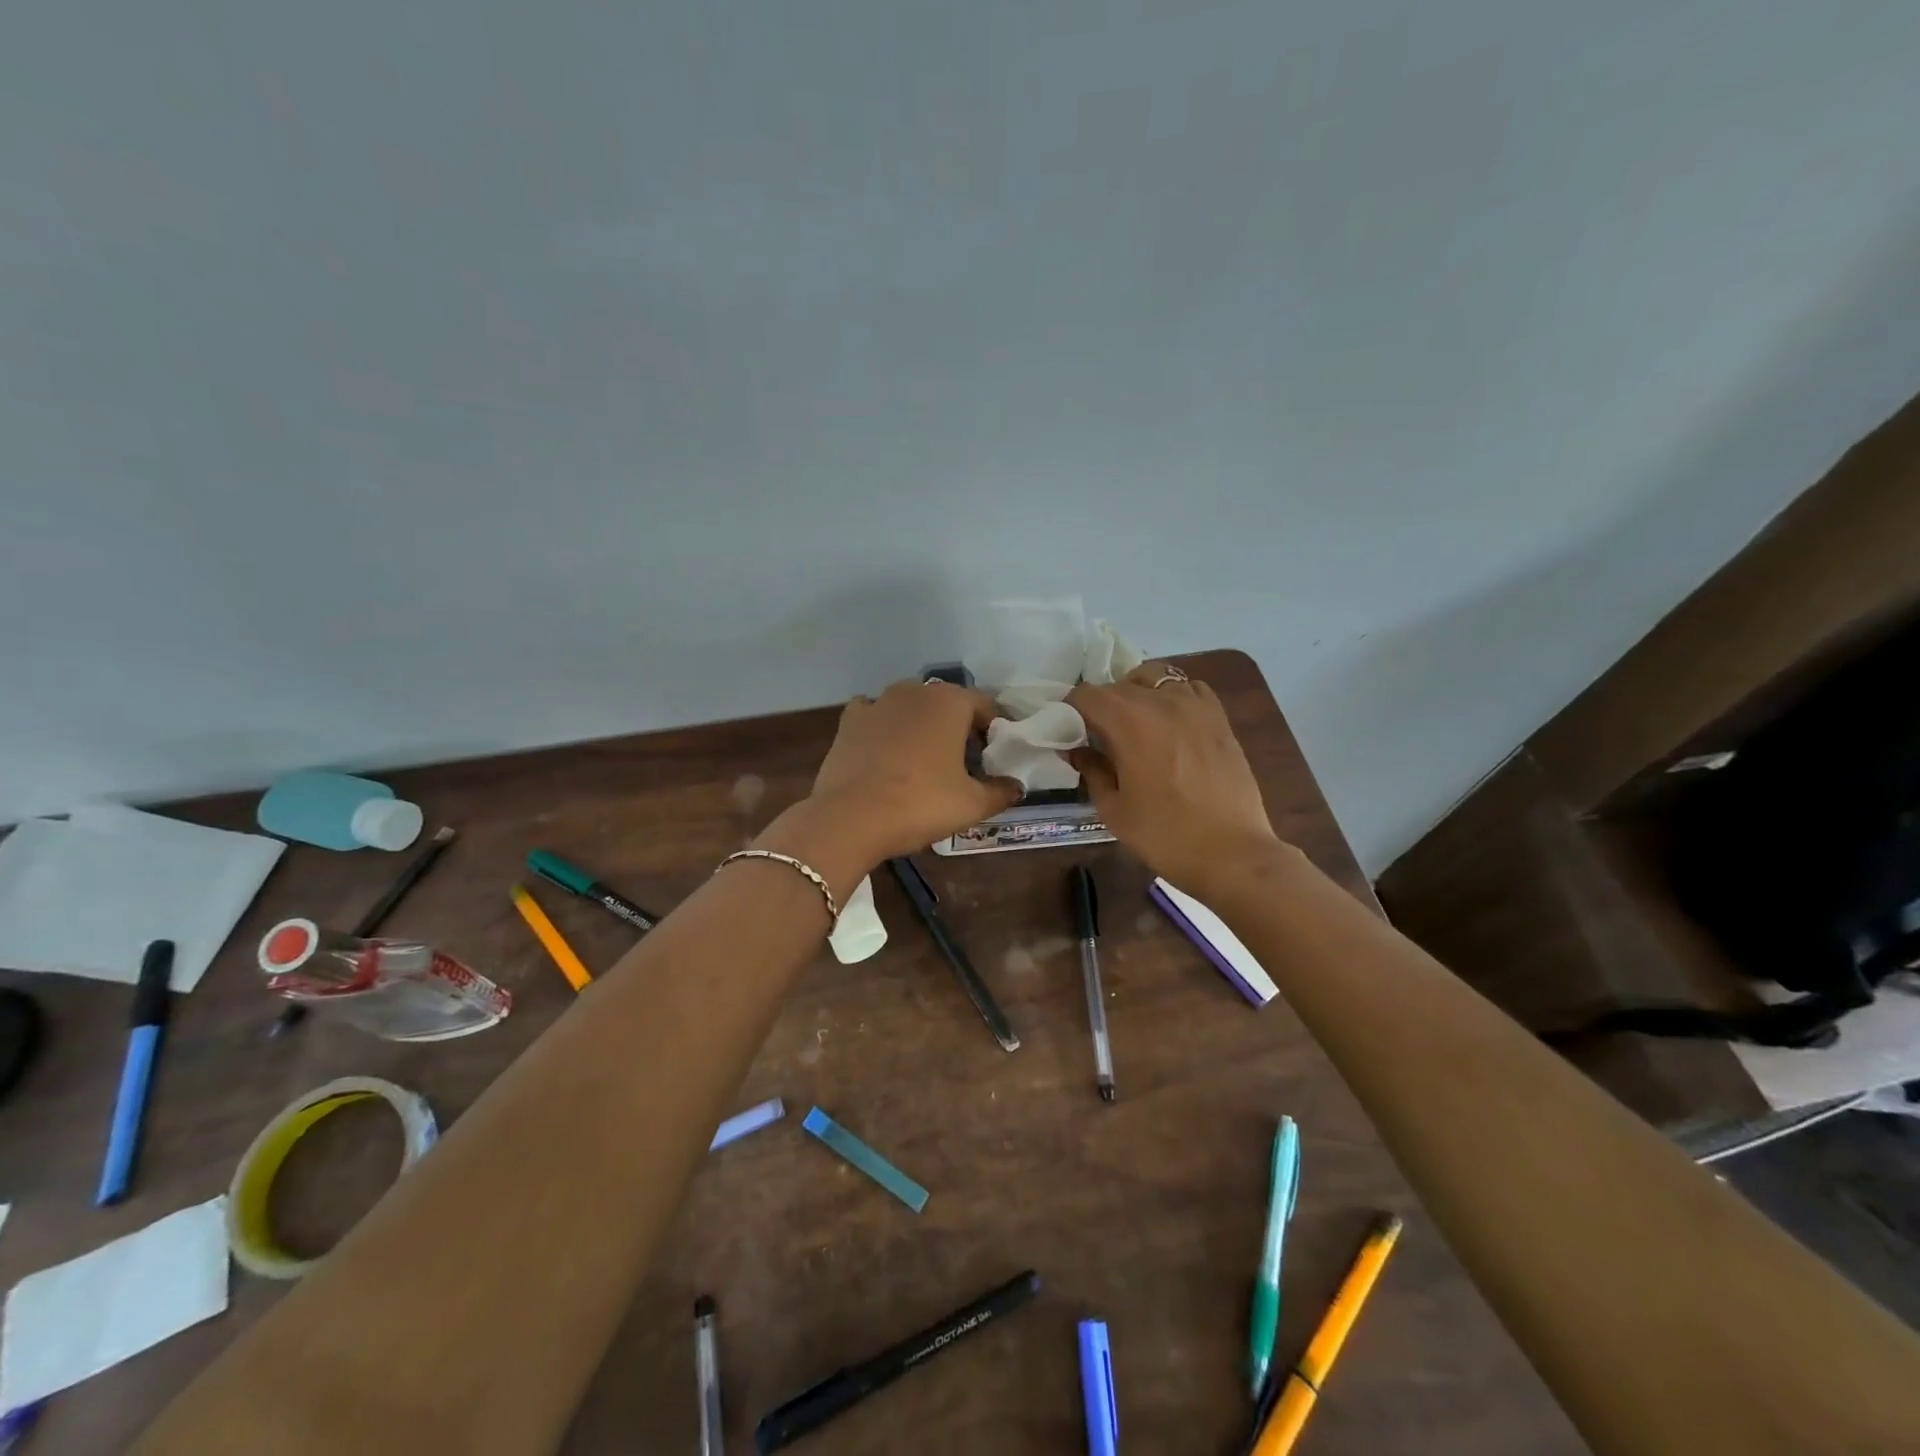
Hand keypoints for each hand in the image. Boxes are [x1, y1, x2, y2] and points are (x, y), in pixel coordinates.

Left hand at [787, 681, 1021, 875]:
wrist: (851, 817)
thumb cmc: (921, 804)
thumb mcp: (972, 804)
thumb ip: (1000, 792)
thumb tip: (1017, 787)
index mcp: (950, 702)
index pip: (985, 705)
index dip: (994, 731)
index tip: (994, 758)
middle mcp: (915, 691)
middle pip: (947, 704)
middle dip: (958, 727)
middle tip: (963, 763)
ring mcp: (877, 702)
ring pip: (910, 707)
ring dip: (921, 726)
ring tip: (923, 760)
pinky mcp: (848, 721)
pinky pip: (874, 715)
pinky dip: (884, 727)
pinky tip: (884, 751)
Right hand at [1068, 664, 1285, 899]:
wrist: (1232, 853)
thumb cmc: (1165, 835)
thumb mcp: (1113, 809)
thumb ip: (1091, 770)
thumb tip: (1077, 749)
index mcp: (1129, 722)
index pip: (1086, 695)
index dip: (1071, 710)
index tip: (1069, 733)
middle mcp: (1161, 701)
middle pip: (1118, 685)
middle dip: (1101, 706)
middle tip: (1098, 738)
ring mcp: (1195, 705)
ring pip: (1154, 678)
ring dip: (1136, 694)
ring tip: (1135, 724)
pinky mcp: (1219, 717)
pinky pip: (1188, 688)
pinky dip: (1172, 696)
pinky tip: (1171, 723)